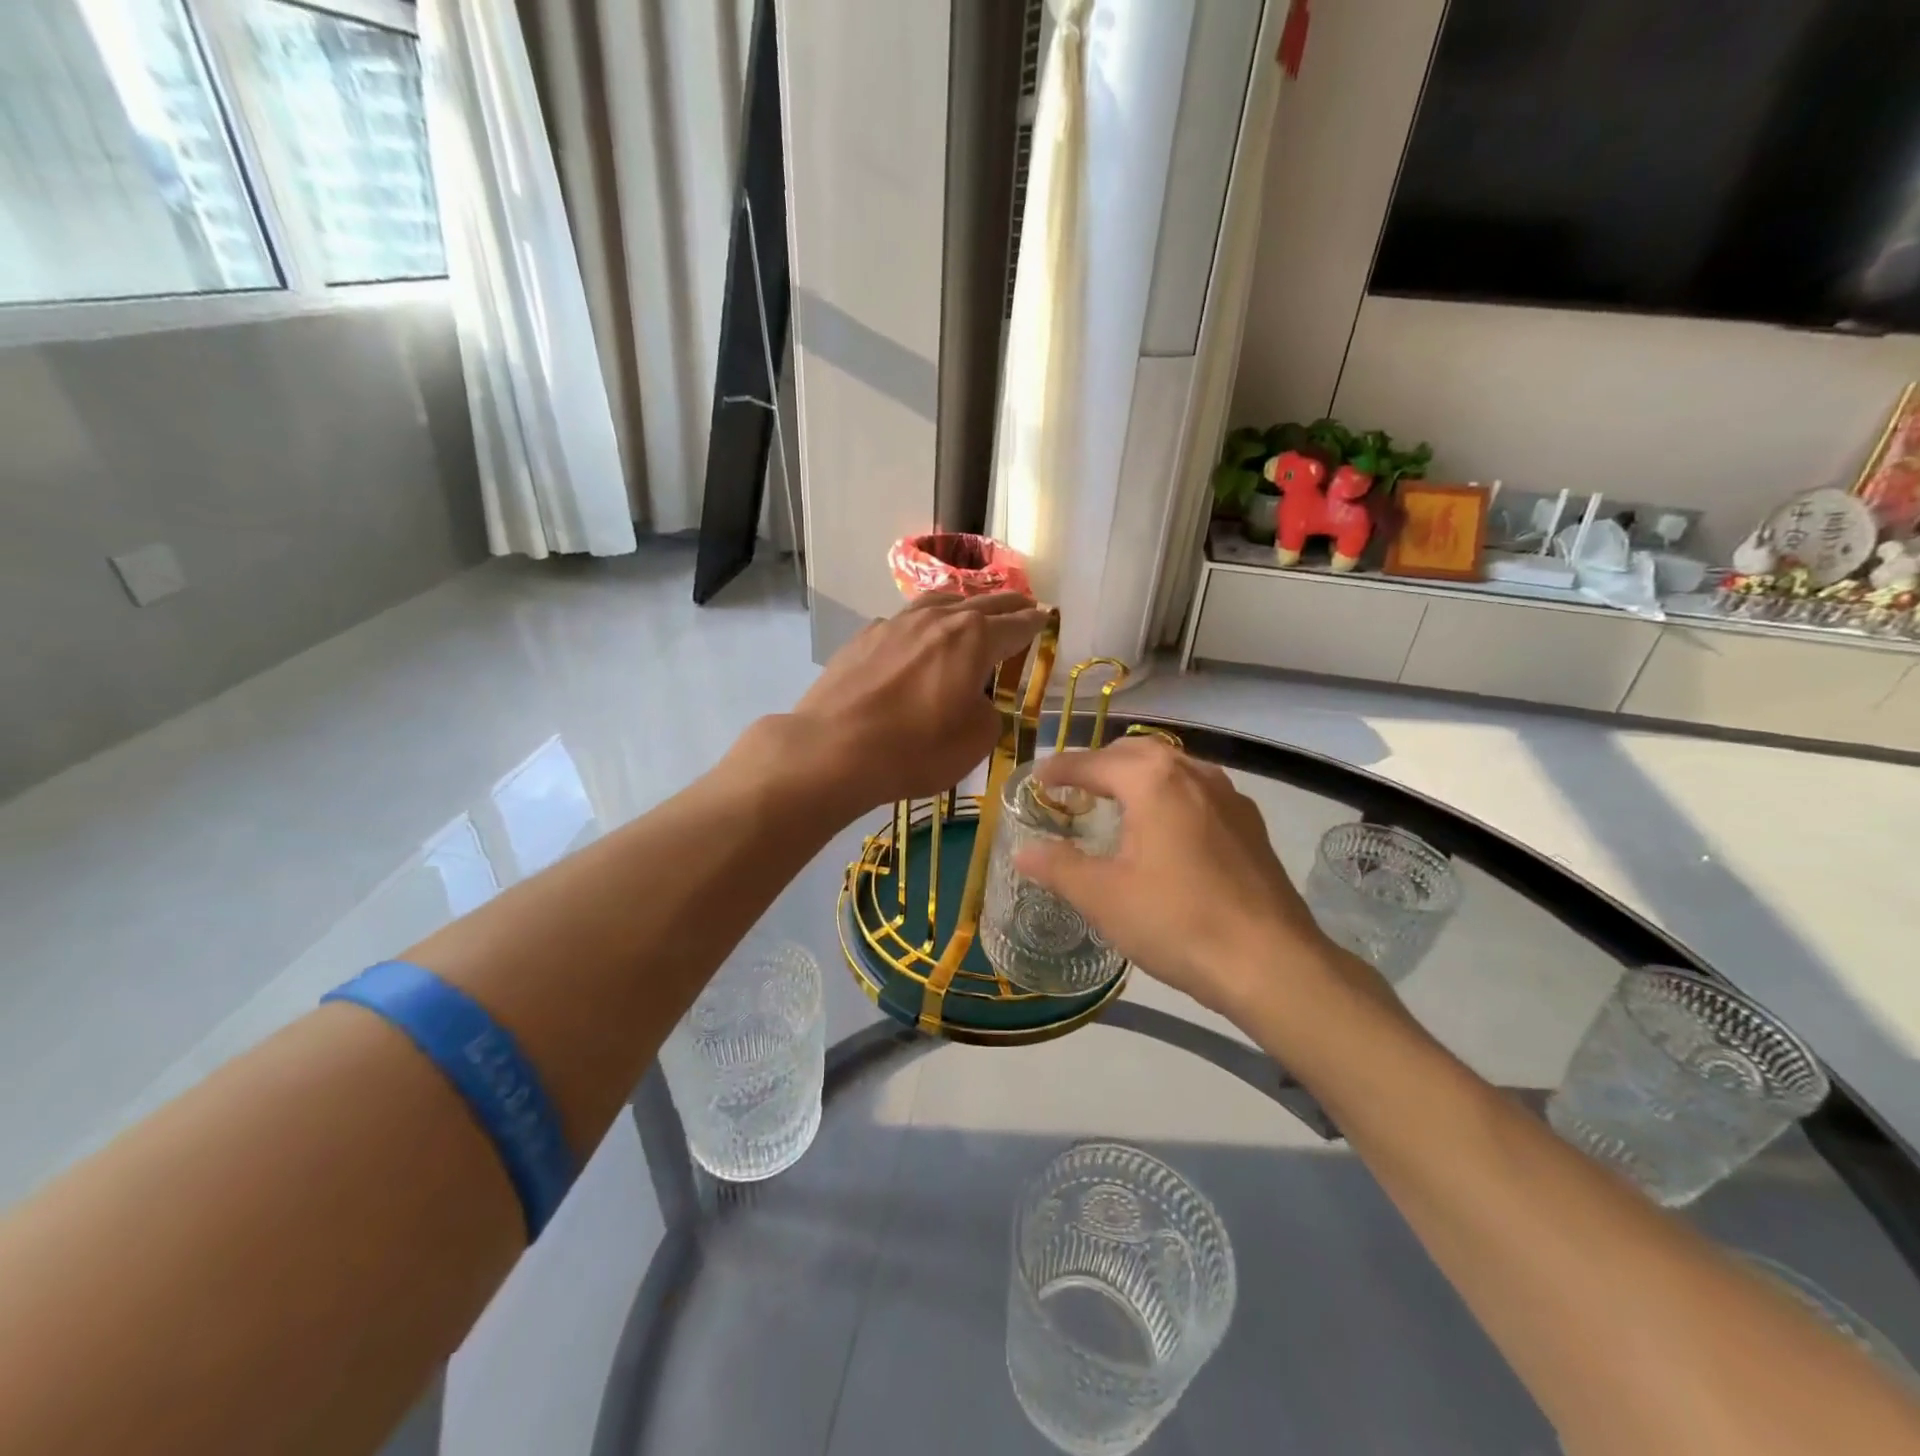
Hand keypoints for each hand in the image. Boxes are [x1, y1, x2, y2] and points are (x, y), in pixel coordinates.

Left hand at [779, 592, 1050, 811]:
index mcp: (973, 639)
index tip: (1047, 619)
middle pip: (982, 603)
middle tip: (1025, 606)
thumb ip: (988, 713)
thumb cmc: (914, 750)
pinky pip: (906, 620)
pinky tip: (920, 636)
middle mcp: (937, 619)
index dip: (1035, 624)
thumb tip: (977, 701)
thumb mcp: (974, 742)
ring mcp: (896, 623)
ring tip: (974, 609)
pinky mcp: (865, 637)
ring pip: (940, 602)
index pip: (1016, 625)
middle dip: (1008, 605)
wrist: (831, 750)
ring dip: (964, 604)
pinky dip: (925, 623)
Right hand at [1014, 737, 1379, 1020]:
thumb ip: (1058, 866)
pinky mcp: (1251, 824)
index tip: (1035, 780)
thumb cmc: (1176, 921)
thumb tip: (1022, 850)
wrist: (1271, 964)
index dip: (1059, 770)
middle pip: (1137, 752)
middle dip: (1101, 764)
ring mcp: (1229, 797)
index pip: (1093, 762)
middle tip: (1074, 788)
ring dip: (1139, 776)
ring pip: (1174, 768)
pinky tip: (1166, 831)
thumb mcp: (1103, 897)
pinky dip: (1170, 796)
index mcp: (1153, 780)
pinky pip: (1199, 792)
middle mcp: (1194, 773)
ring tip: (1117, 804)